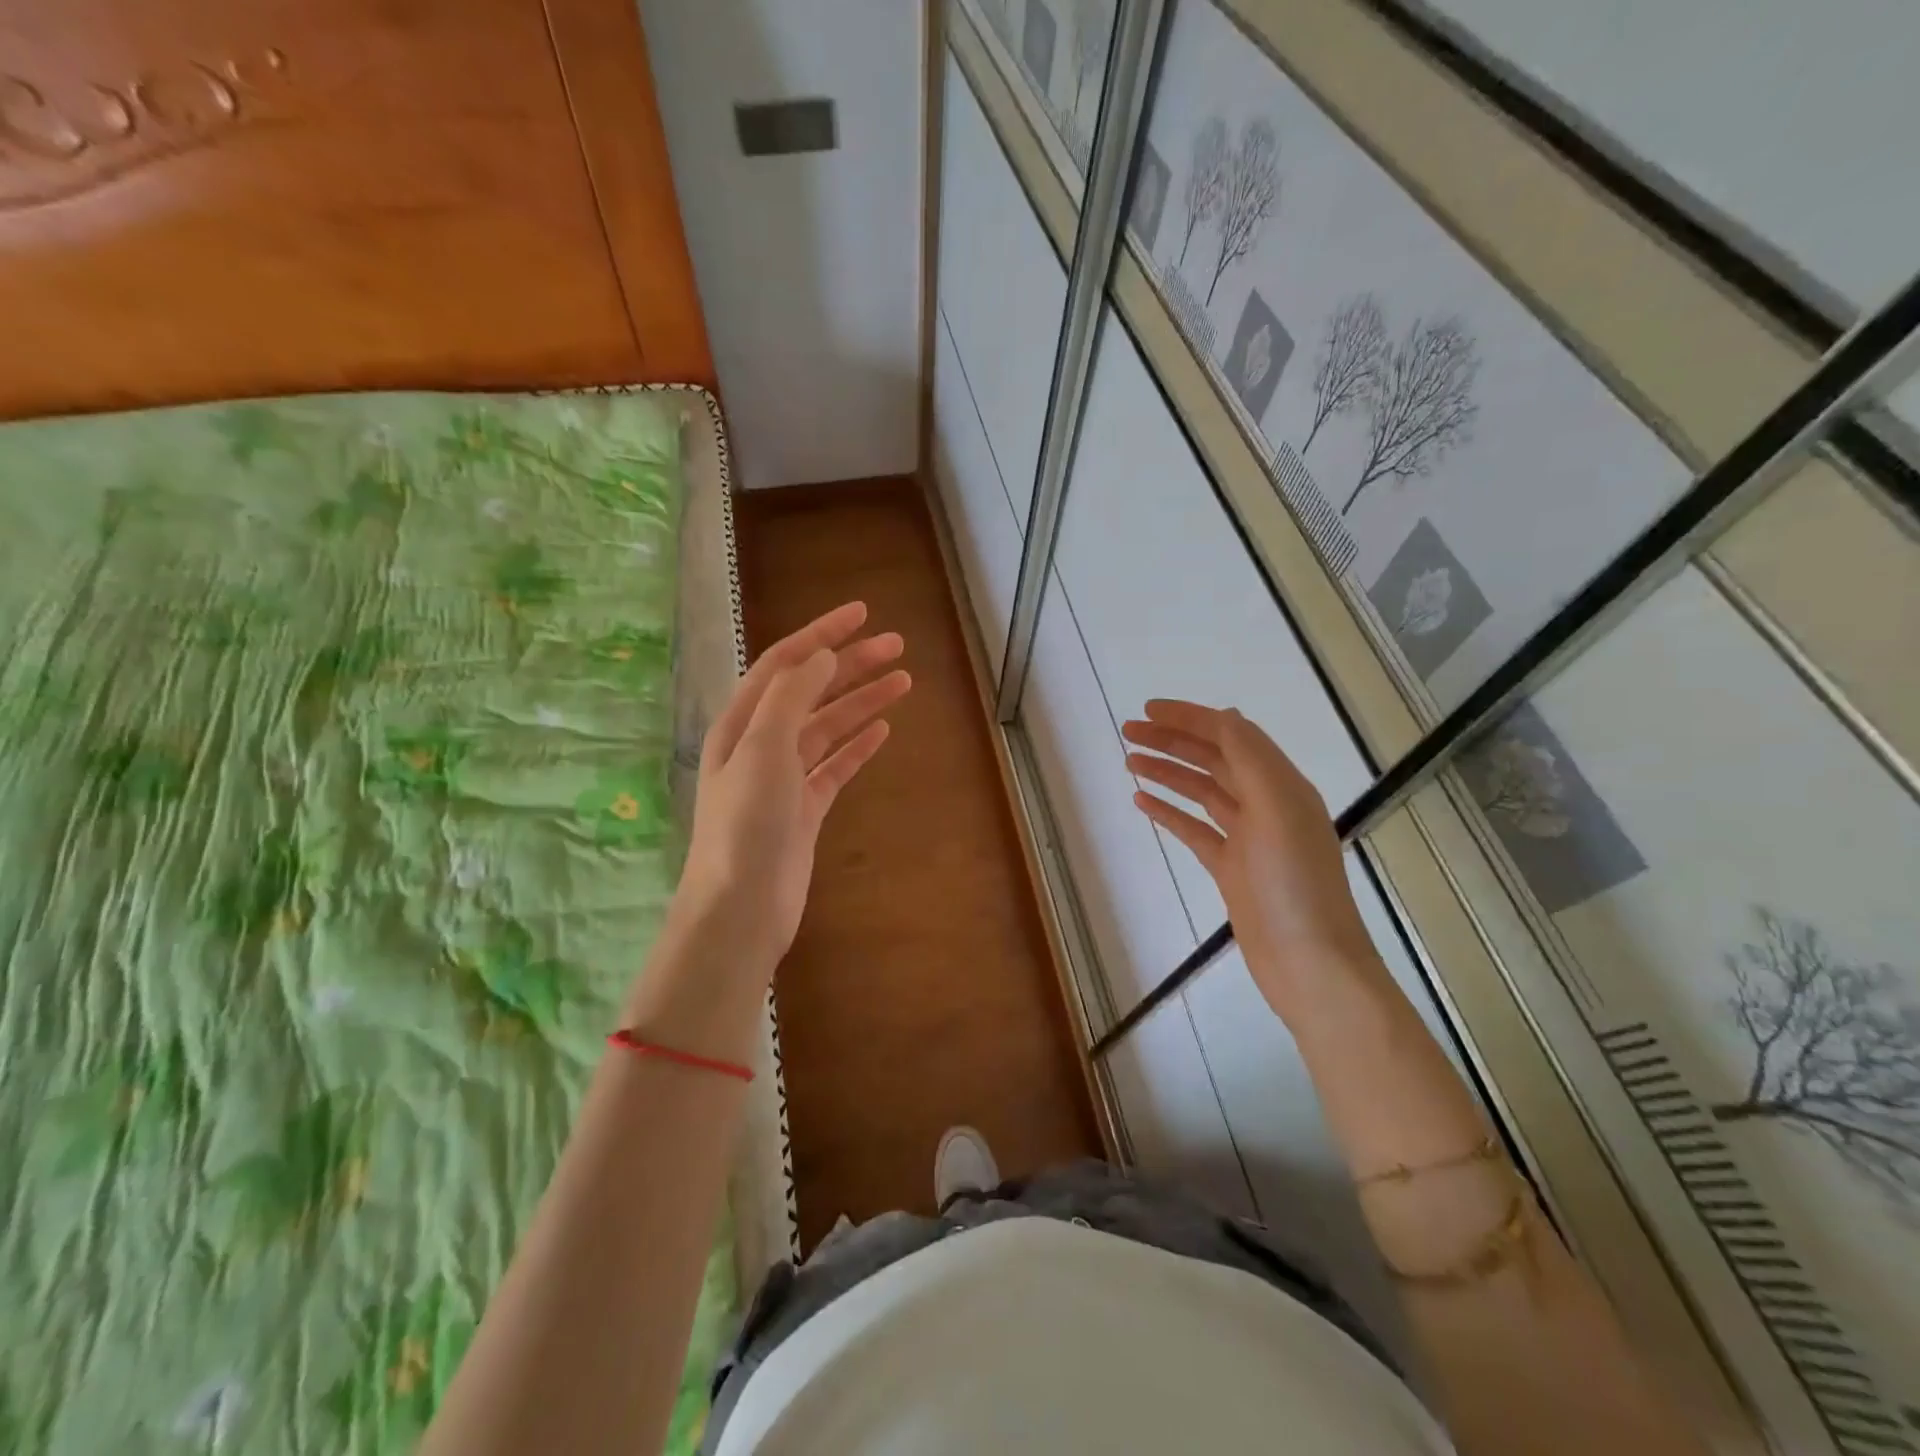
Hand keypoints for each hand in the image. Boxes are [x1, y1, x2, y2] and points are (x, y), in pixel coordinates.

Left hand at [673, 601, 909, 979]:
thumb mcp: (763, 748)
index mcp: (742, 722)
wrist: (742, 906)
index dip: (821, 635)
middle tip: (897, 646)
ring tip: (903, 682)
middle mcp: (761, 744)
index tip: (862, 614)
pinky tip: (882, 730)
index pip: (785, 664)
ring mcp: (784, 778)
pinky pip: (835, 765)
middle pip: (812, 691)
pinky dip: (858, 746)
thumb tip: (823, 656)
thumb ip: (791, 697)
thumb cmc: (746, 823)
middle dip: (851, 665)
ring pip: (828, 727)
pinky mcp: (805, 809)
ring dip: (862, 702)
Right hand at [1121, 700, 1381, 1022]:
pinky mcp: (1232, 869)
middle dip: (1171, 742)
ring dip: (1167, 773)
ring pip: (1201, 792)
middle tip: (1127, 733)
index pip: (1231, 735)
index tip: (1147, 710)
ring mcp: (1248, 839)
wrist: (1310, 965)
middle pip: (1214, 759)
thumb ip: (1251, 760)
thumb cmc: (1294, 886)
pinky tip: (1142, 802)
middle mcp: (1266, 805)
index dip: (1189, 718)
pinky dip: (1170, 812)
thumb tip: (1224, 715)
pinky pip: (1195, 829)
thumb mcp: (1278, 810)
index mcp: (1281, 785)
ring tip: (1129, 762)